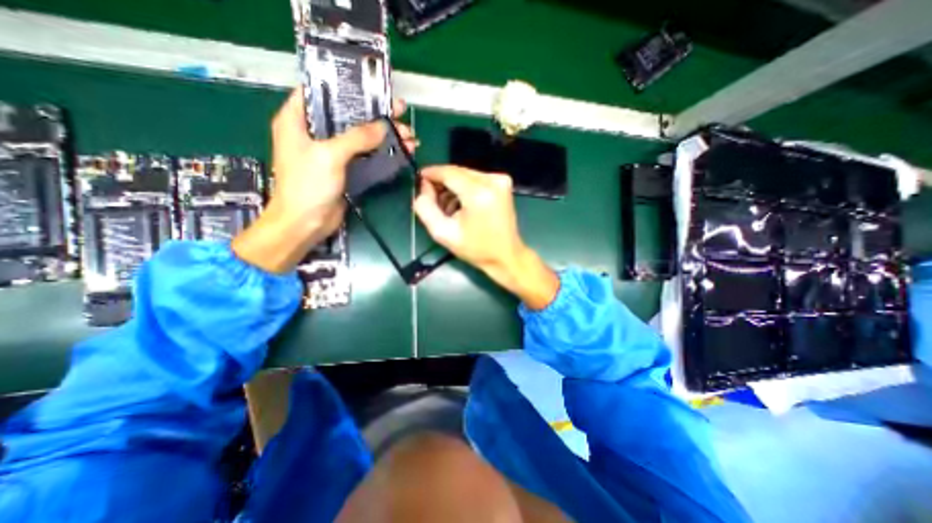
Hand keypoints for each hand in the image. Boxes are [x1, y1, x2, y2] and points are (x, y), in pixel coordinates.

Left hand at [234, 89, 417, 273]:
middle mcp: (314, 133)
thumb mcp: (329, 155)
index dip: (346, 87)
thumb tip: (384, 126)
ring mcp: (331, 153)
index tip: (372, 87)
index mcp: (298, 119)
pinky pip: (366, 156)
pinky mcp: (345, 169)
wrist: (306, 223)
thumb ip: (357, 138)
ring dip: (384, 136)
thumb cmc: (307, 186)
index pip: (321, 92)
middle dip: (375, 115)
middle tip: (401, 111)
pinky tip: (401, 151)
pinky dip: (382, 153)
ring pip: (361, 138)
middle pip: (348, 116)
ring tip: (409, 135)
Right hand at [414, 165, 559, 307]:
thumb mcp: (443, 233)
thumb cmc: (476, 249)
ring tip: (448, 207)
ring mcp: (500, 180)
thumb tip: (423, 188)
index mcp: (478, 193)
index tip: (419, 180)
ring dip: (453, 187)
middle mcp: (492, 180)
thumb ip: (426, 208)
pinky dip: (465, 188)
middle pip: (457, 172)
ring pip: (466, 175)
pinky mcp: (503, 183)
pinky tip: (461, 204)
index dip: (431, 174)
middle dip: (442, 182)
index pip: (448, 172)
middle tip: (431, 198)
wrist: (506, 255)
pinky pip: (476, 179)